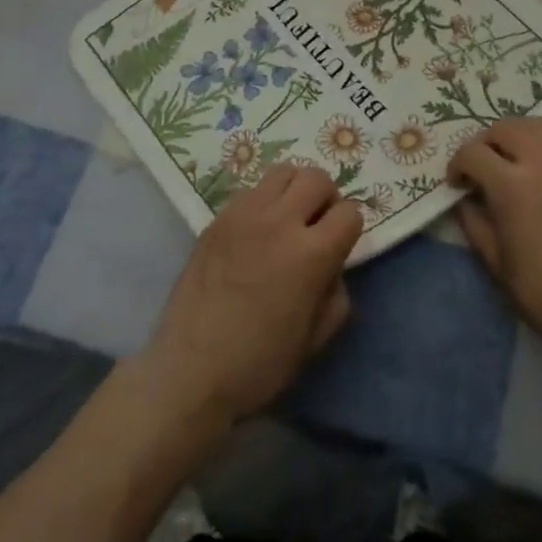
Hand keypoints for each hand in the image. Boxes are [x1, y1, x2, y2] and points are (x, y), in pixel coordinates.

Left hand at [140, 163, 363, 425]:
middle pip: (317, 178)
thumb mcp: (316, 338)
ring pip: (283, 171)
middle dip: (326, 198)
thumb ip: (335, 293)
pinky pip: (251, 191)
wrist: (191, 370)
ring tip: (287, 218)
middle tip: (317, 225)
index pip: (349, 212)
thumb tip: (331, 266)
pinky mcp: (217, 218)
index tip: (339, 246)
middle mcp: (280, 222)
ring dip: (294, 190)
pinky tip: (255, 232)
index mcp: (311, 254)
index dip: (350, 229)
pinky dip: (263, 201)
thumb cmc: (259, 364)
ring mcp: (244, 215)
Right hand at [449, 118, 541, 369]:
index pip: (473, 152)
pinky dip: (540, 144)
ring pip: (535, 125)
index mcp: (512, 186)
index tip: (456, 184)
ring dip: (514, 135)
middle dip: (484, 143)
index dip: (457, 165)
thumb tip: (464, 198)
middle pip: (504, 128)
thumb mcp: (494, 260)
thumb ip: (473, 220)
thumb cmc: (541, 291)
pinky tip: (536, 171)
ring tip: (508, 161)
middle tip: (480, 168)